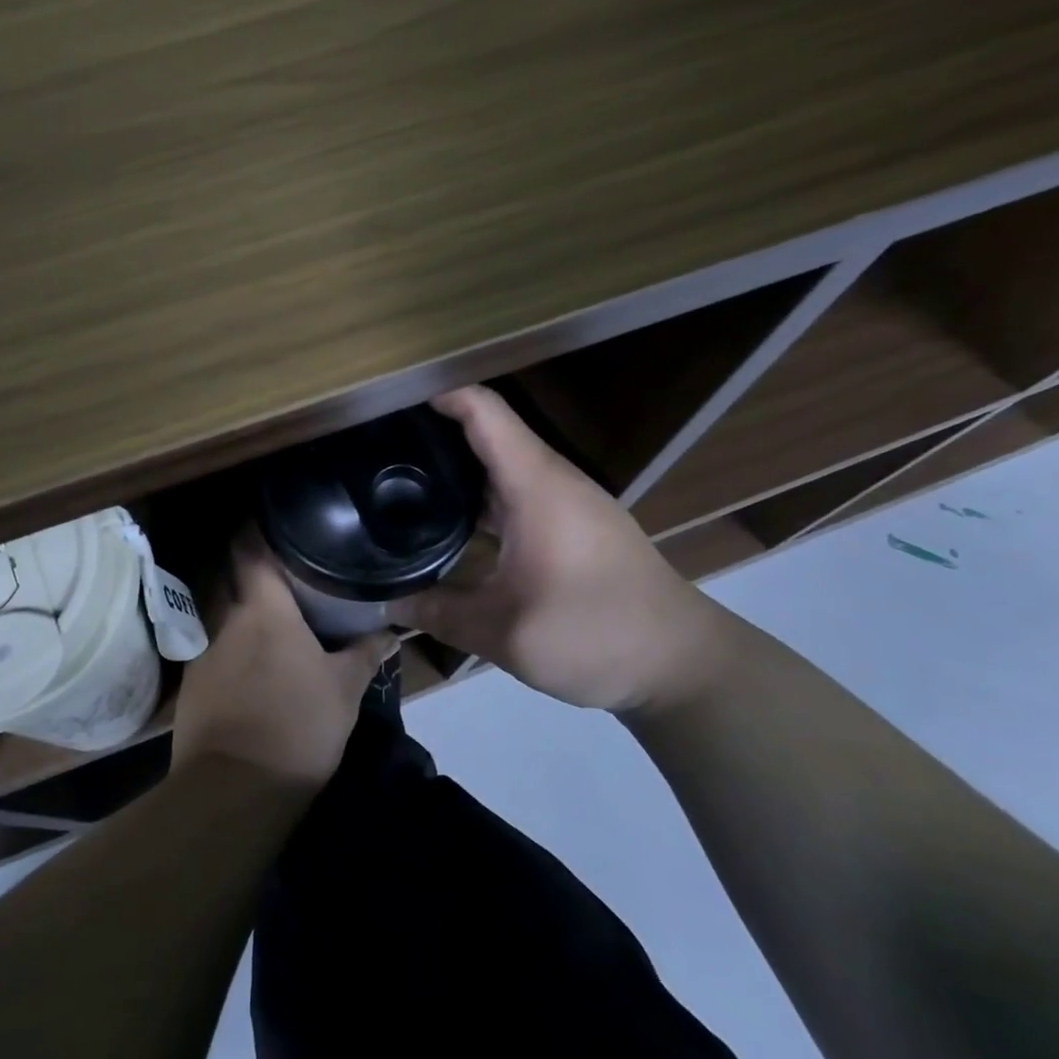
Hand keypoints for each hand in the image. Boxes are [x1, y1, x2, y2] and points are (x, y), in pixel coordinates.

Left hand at [172, 536, 396, 786]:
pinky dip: (230, 648)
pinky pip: (212, 650)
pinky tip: (249, 667)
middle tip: (283, 572)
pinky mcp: (191, 685)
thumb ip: (366, 654)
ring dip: (241, 613)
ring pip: (221, 616)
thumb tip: (392, 633)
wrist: (234, 790)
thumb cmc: (297, 725)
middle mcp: (225, 620)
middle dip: (250, 570)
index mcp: (263, 610)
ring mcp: (202, 652)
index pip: (249, 549)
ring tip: (270, 621)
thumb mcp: (345, 690)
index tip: (273, 520)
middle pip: (230, 578)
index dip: (255, 529)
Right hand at [393, 386, 724, 714]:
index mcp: (535, 485)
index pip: (484, 412)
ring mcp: (566, 503)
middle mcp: (551, 481)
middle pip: (488, 434)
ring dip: (457, 468)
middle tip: (379, 449)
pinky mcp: (574, 526)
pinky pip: (516, 493)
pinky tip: (450, 522)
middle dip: (435, 433)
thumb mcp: (505, 633)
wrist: (680, 664)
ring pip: (502, 467)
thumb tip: (388, 604)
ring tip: (401, 481)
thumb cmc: (594, 634)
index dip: (439, 394)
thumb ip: (439, 613)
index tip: (389, 402)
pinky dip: (480, 497)